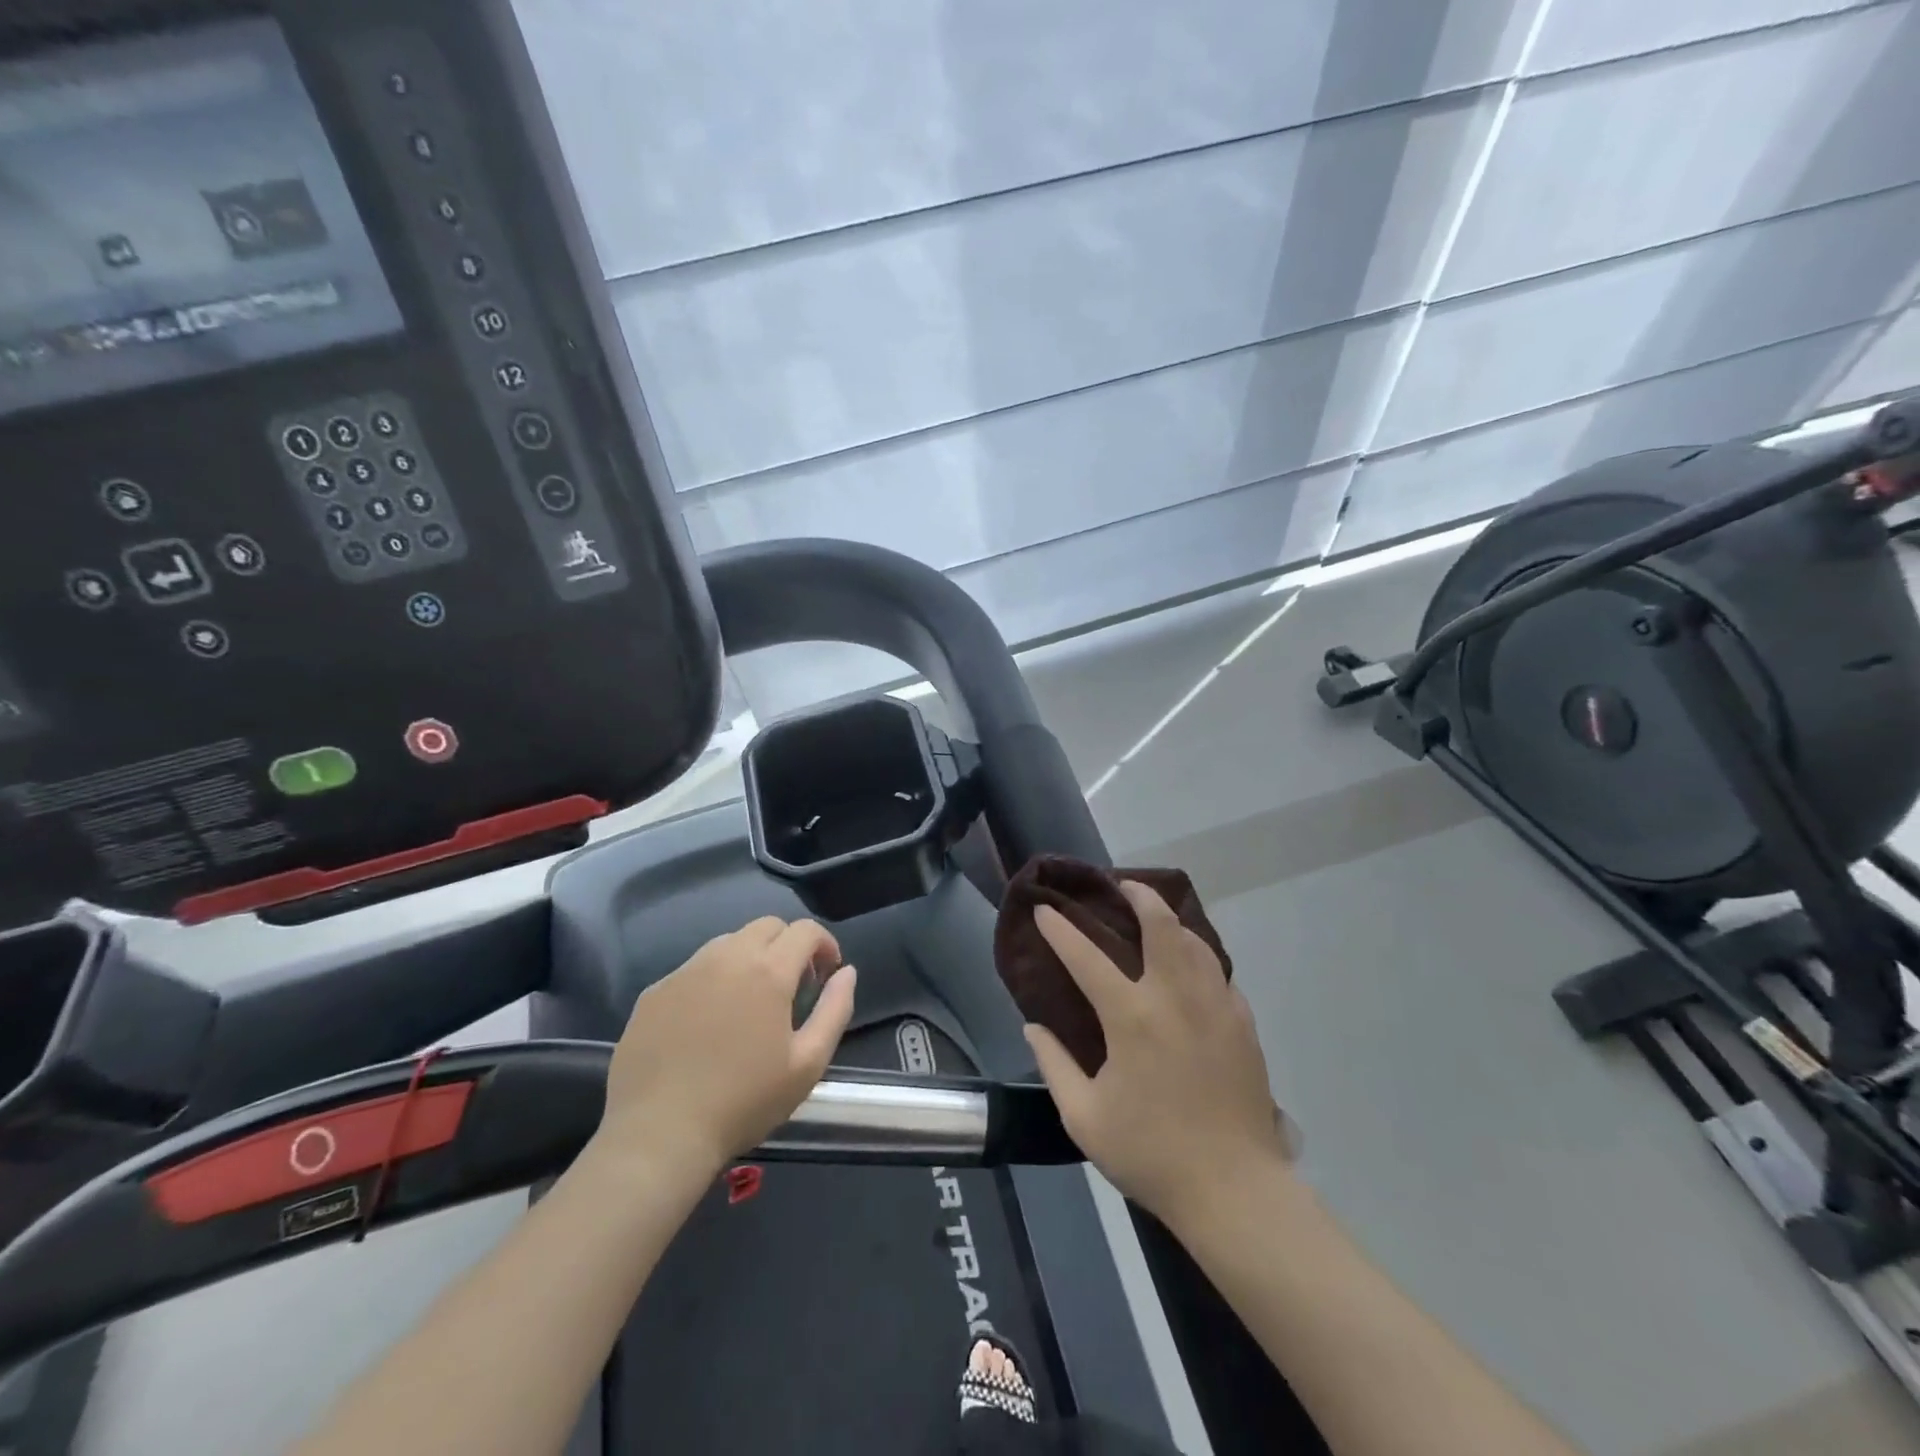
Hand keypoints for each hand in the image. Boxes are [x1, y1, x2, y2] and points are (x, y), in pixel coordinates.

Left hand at [597, 917, 855, 1175]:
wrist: (658, 1135)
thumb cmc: (744, 1103)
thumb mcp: (808, 1064)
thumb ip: (835, 1009)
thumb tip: (847, 972)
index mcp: (769, 971)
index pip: (805, 930)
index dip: (824, 944)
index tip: (827, 973)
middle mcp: (727, 957)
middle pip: (767, 926)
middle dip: (788, 945)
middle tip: (792, 985)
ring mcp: (685, 971)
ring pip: (728, 942)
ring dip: (750, 957)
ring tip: (750, 1001)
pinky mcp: (655, 991)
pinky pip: (694, 969)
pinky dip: (713, 980)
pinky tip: (708, 1022)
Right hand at [1024, 882, 1288, 1227]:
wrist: (1235, 1189)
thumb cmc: (1151, 1153)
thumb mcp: (1084, 1118)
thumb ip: (1054, 1065)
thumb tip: (1033, 1025)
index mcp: (1132, 1017)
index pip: (1086, 957)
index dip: (1060, 930)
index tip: (1045, 910)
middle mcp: (1175, 998)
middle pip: (1161, 926)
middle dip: (1140, 896)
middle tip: (1123, 886)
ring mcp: (1215, 1006)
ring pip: (1196, 942)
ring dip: (1173, 921)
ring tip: (1157, 917)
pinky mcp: (1243, 1023)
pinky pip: (1219, 973)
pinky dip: (1200, 957)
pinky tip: (1192, 967)